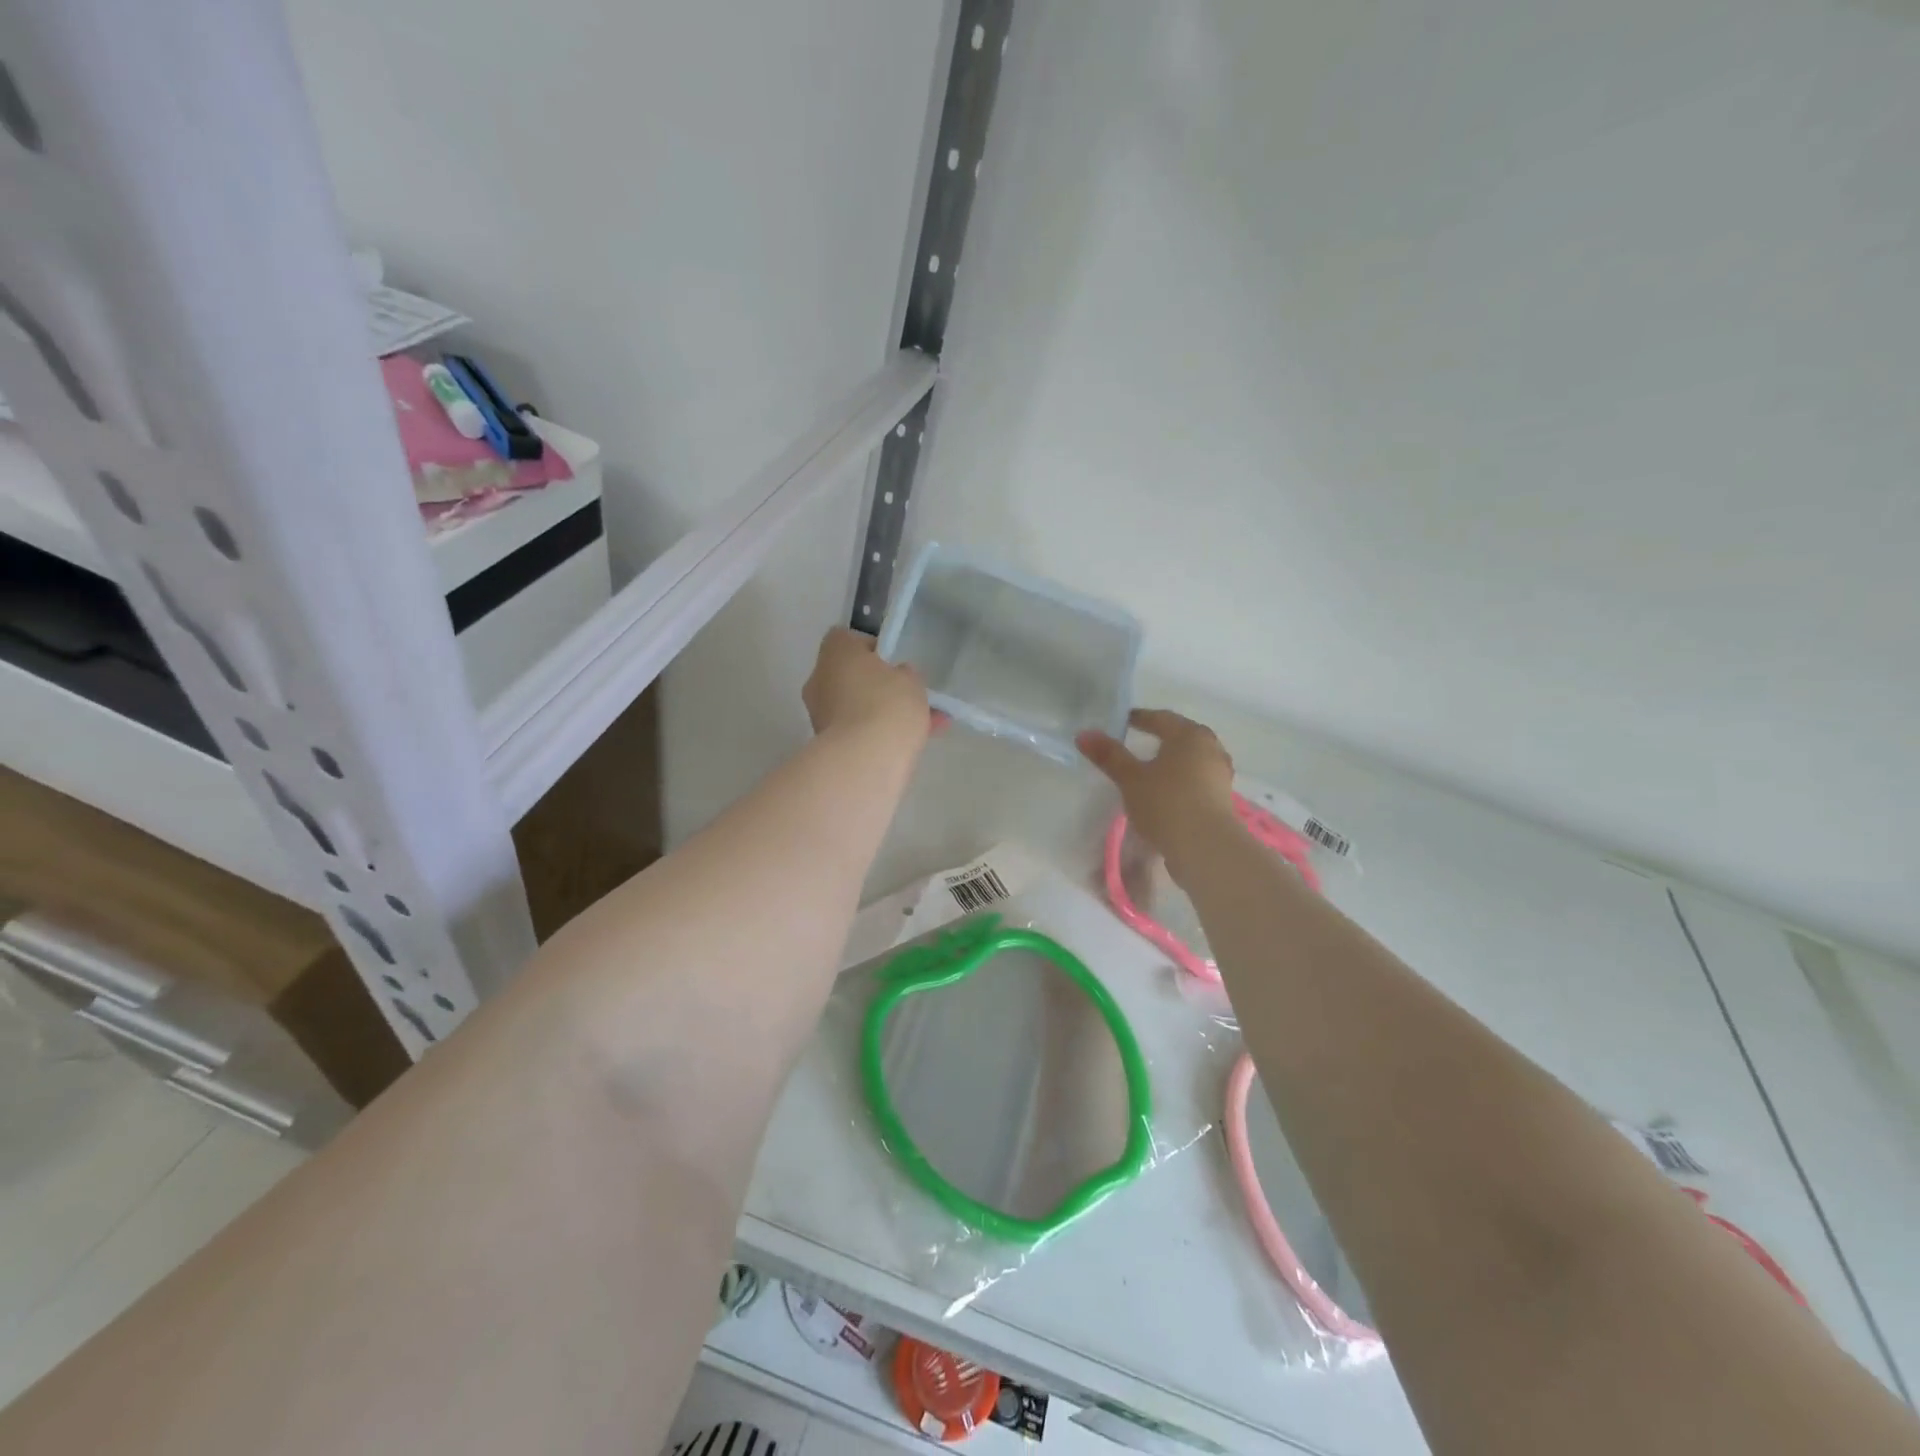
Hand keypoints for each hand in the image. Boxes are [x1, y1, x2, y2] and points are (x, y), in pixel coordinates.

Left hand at [803, 628, 935, 743]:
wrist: (865, 760)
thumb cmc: (887, 704)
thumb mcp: (911, 681)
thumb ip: (905, 675)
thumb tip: (897, 678)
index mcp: (835, 653)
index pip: (846, 639)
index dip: (870, 647)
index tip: (892, 662)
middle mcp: (820, 680)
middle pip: (849, 676)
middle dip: (877, 686)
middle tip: (906, 696)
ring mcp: (820, 715)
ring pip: (856, 707)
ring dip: (883, 713)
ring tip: (925, 725)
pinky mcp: (826, 744)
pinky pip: (857, 732)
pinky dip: (879, 735)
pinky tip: (913, 744)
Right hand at [1077, 709, 1237, 871]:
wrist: (1205, 847)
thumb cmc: (1166, 803)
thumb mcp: (1130, 779)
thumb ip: (1109, 755)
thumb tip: (1084, 734)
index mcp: (1189, 735)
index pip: (1161, 718)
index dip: (1140, 718)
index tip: (1123, 721)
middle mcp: (1211, 747)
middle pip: (1181, 736)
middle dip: (1161, 737)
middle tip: (1139, 740)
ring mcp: (1221, 773)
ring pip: (1192, 758)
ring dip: (1173, 760)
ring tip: (1153, 768)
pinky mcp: (1224, 798)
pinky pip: (1198, 779)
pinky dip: (1182, 779)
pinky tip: (1168, 791)